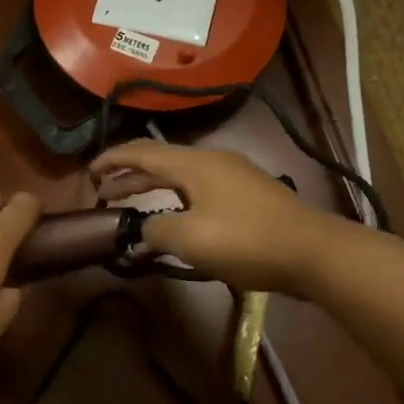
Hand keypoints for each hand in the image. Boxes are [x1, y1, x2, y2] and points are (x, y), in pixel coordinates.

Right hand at [90, 140, 334, 295]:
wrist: (314, 251)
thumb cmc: (246, 240)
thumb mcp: (190, 239)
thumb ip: (155, 231)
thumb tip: (142, 231)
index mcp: (193, 164)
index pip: (141, 152)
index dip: (112, 160)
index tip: (89, 173)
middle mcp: (211, 161)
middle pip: (160, 161)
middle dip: (129, 175)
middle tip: (103, 192)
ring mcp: (233, 175)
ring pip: (181, 175)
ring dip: (153, 187)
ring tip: (132, 203)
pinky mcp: (249, 194)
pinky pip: (199, 188)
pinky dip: (176, 198)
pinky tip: (176, 217)